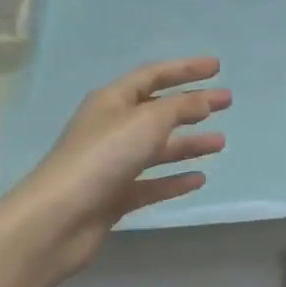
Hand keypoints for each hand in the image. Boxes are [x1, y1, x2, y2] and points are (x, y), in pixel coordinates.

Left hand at [0, 57, 229, 286]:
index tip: (217, 67)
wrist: (59, 218)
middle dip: (192, 105)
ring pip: (156, 148)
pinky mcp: (115, 196)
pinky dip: (174, 179)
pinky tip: (199, 179)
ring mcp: (112, 163)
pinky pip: (151, 182)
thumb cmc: (103, 157)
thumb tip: (203, 100)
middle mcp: (111, 127)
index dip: (184, 69)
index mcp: (112, 100)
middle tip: (226, 102)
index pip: (152, 75)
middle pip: (157, 111)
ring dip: (188, 144)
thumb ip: (179, 107)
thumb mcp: (147, 122)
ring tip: (221, 143)